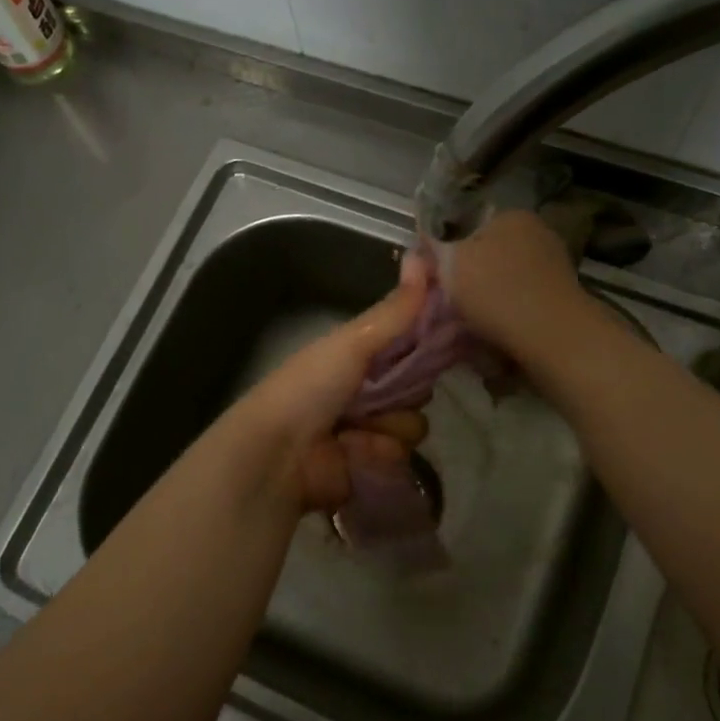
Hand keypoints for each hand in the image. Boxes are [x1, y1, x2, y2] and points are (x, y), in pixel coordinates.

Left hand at [228, 254, 431, 512]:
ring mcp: (370, 430)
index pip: (410, 345)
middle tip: (381, 390)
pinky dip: (379, 452)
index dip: (426, 342)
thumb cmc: (309, 387)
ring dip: (390, 425)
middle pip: (418, 387)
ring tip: (359, 427)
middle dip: (408, 390)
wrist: (278, 453)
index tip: (442, 339)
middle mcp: (367, 391)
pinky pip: (401, 456)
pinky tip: (354, 451)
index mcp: (359, 355)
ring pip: (413, 424)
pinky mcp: (372, 466)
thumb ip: (394, 310)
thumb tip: (425, 254)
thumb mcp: (353, 341)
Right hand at [441, 210, 591, 360]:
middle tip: (450, 303)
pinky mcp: (561, 296)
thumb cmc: (496, 292)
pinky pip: (522, 300)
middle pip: (489, 253)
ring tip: (472, 322)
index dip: (447, 252)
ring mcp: (554, 264)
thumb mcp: (449, 265)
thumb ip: (433, 250)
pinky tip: (497, 330)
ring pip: (506, 278)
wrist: (552, 336)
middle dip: (470, 276)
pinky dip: (509, 312)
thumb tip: (422, 246)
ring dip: (489, 297)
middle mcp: (537, 232)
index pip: (468, 226)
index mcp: (511, 215)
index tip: (436, 280)